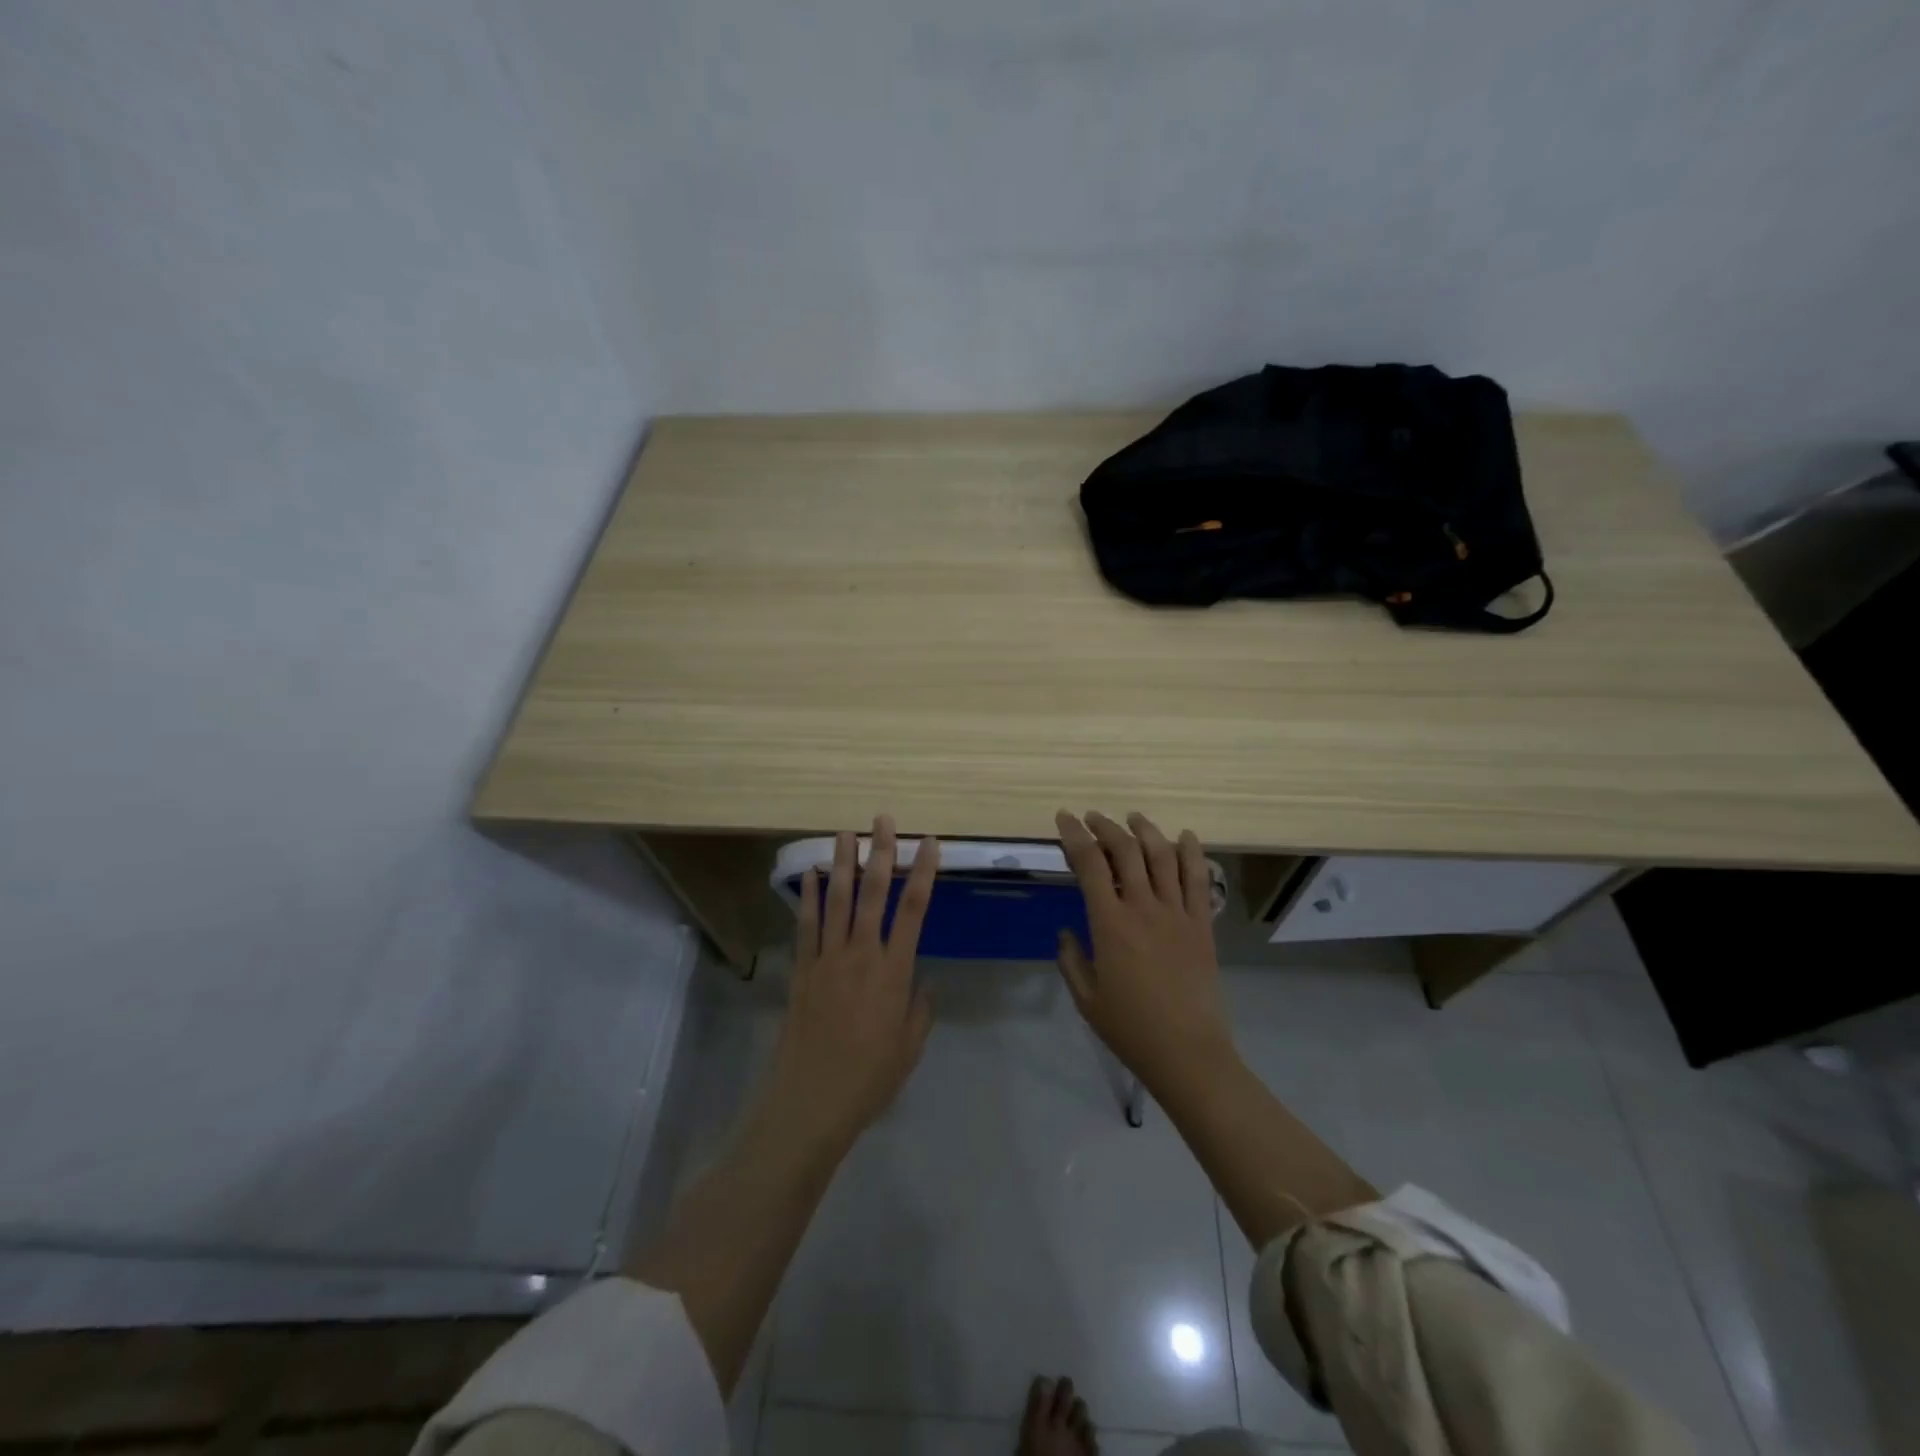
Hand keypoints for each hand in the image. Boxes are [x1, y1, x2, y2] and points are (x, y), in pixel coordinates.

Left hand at [766, 816, 939, 1150]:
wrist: (811, 1101)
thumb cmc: (869, 1078)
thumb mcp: (910, 1047)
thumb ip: (919, 1008)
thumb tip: (921, 982)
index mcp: (893, 971)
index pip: (914, 910)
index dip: (923, 872)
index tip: (929, 843)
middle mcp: (861, 954)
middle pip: (874, 894)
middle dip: (881, 854)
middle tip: (883, 821)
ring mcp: (828, 959)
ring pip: (837, 901)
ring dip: (842, 864)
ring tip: (845, 833)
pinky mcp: (803, 970)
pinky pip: (806, 926)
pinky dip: (808, 898)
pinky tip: (809, 876)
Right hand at [1054, 810, 1231, 1091]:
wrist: (1187, 1052)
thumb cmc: (1130, 1028)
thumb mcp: (1086, 998)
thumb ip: (1071, 959)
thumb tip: (1067, 931)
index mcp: (1110, 924)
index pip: (1090, 865)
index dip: (1075, 836)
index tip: (1065, 818)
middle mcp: (1144, 908)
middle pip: (1126, 851)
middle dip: (1106, 827)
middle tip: (1093, 817)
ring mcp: (1178, 913)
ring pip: (1163, 856)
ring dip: (1146, 830)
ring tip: (1134, 818)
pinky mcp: (1202, 924)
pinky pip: (1198, 879)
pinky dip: (1191, 852)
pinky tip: (1184, 836)